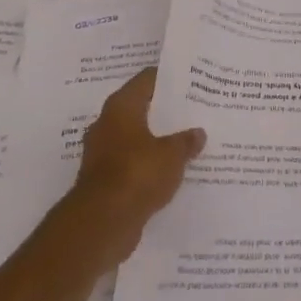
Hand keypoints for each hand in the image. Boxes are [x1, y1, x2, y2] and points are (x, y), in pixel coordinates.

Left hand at [62, 68, 204, 263]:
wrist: (102, 222)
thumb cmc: (137, 173)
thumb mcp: (172, 154)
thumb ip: (187, 141)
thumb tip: (198, 133)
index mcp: (121, 107)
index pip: (147, 79)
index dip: (170, 78)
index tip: (192, 80)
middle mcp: (107, 124)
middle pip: (141, 109)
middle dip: (166, 111)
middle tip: (195, 110)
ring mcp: (103, 153)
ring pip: (137, 138)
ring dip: (157, 140)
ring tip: (188, 140)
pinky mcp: (105, 179)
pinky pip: (133, 164)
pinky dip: (150, 165)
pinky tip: (172, 169)